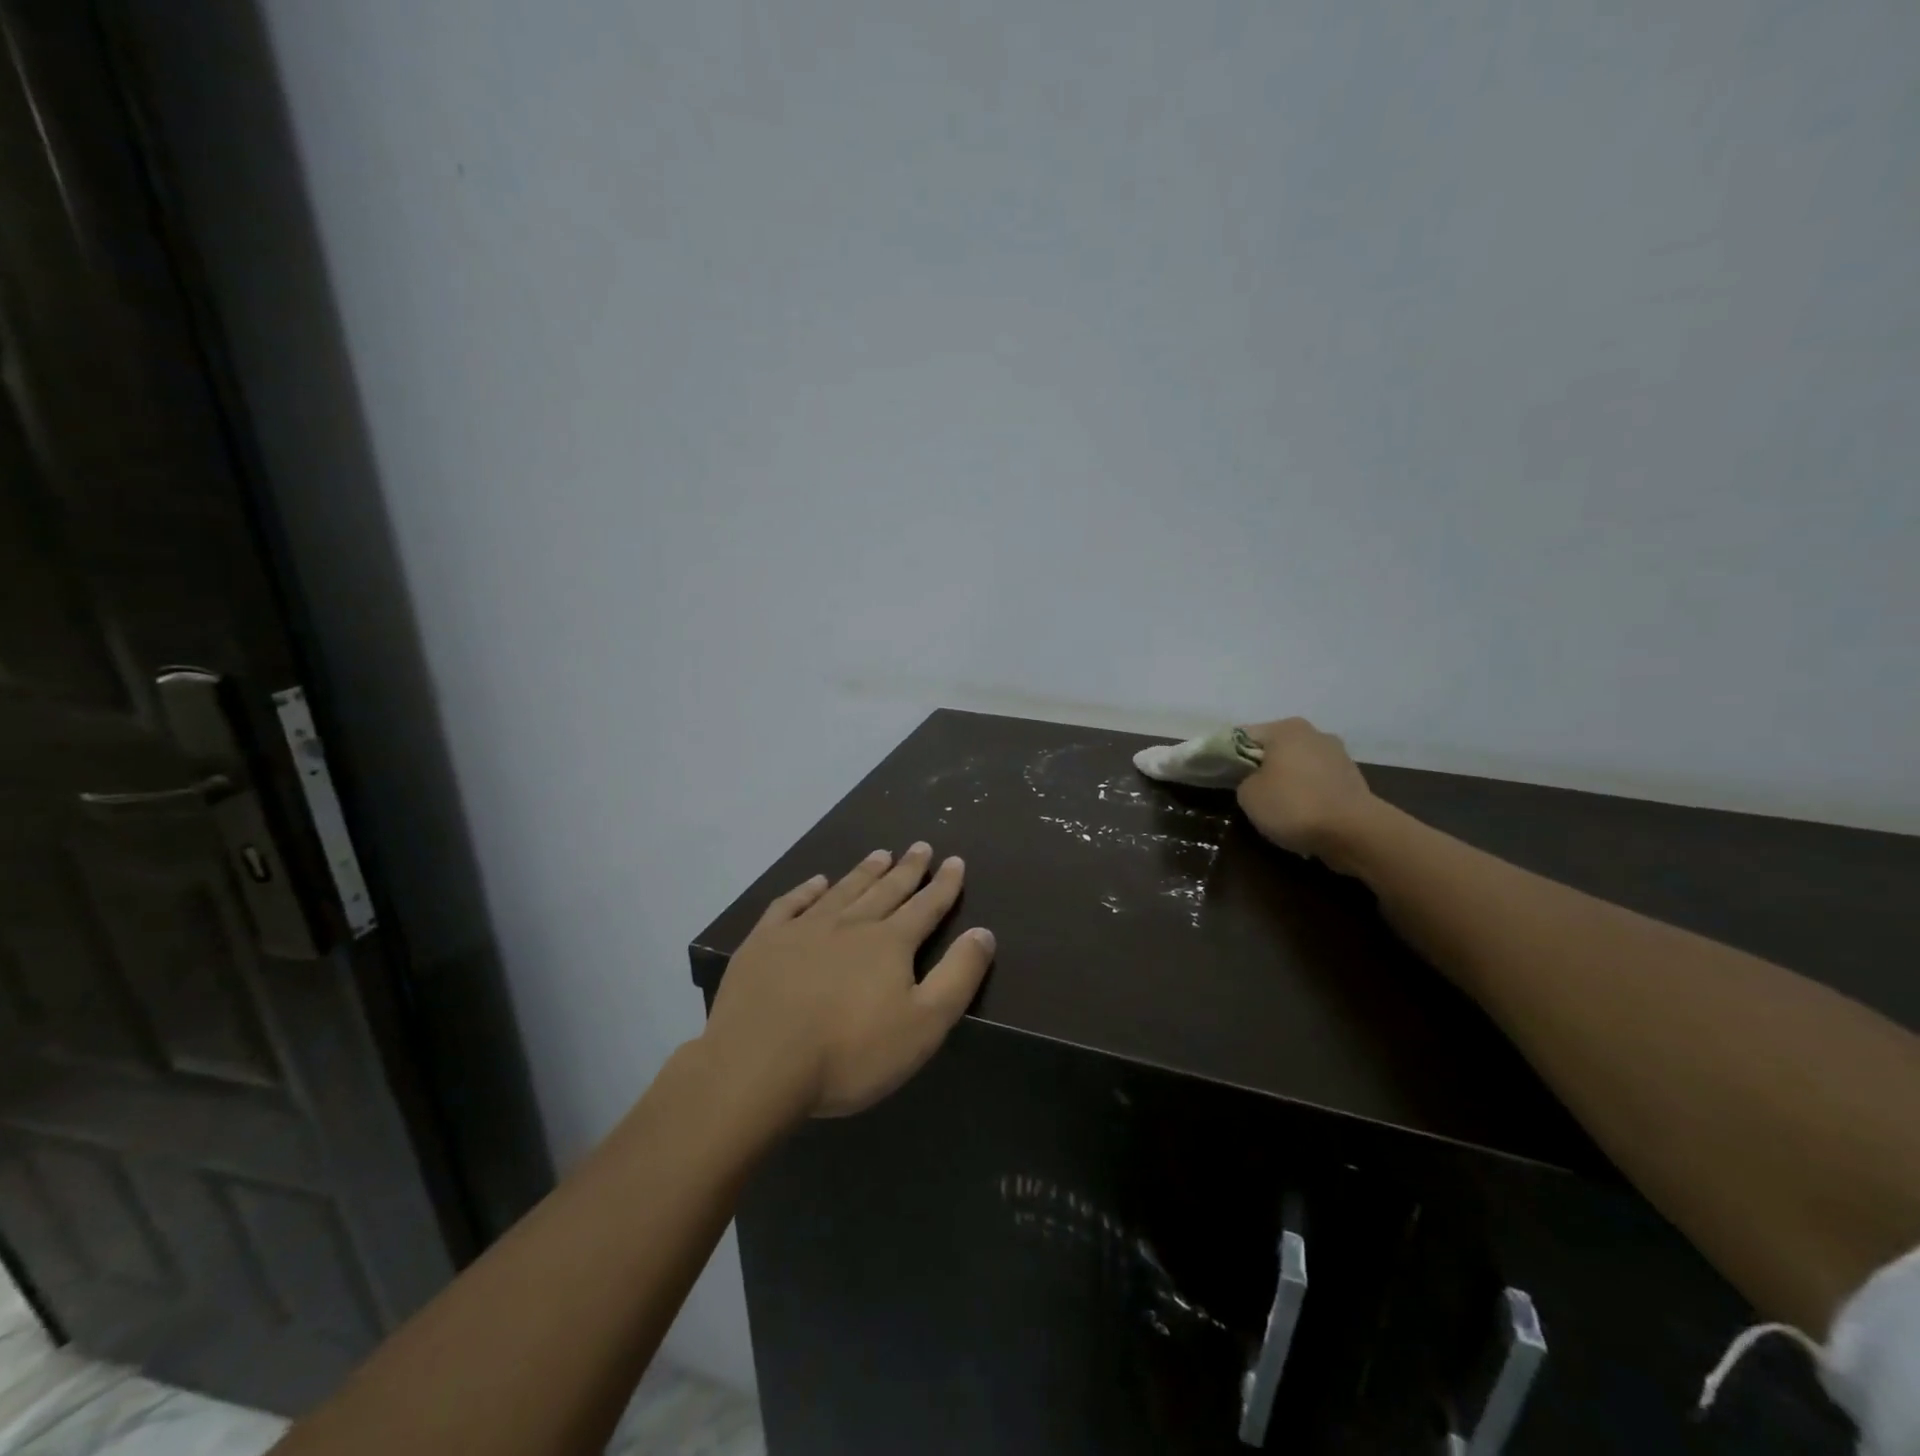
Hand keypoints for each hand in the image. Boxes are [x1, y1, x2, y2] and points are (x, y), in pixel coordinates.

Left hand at [702, 844, 996, 1120]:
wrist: (760, 1064)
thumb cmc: (850, 1053)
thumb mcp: (923, 1025)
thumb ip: (958, 977)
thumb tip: (983, 932)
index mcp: (890, 944)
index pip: (926, 907)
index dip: (944, 885)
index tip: (955, 861)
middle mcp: (850, 924)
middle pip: (886, 890)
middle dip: (908, 869)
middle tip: (921, 846)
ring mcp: (804, 929)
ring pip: (843, 890)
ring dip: (864, 872)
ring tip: (880, 854)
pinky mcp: (765, 942)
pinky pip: (790, 904)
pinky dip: (806, 890)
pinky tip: (815, 882)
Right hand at [1236, 718, 1377, 862]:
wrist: (1354, 832)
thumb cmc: (1293, 805)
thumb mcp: (1248, 795)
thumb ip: (1244, 780)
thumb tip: (1255, 780)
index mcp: (1286, 728)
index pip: (1244, 736)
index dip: (1228, 755)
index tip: (1220, 774)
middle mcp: (1314, 733)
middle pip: (1274, 748)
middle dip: (1261, 766)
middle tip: (1247, 791)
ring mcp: (1338, 755)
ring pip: (1298, 765)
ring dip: (1287, 780)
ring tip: (1276, 807)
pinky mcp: (1353, 779)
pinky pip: (1318, 782)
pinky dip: (1307, 793)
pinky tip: (1302, 814)